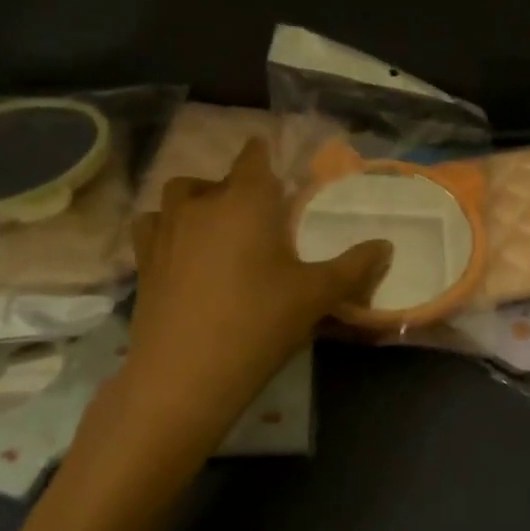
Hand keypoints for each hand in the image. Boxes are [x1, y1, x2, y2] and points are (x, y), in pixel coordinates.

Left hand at [119, 138, 389, 431]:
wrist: (184, 374)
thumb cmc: (259, 322)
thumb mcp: (317, 295)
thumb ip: (355, 266)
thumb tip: (387, 245)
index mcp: (247, 201)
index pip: (253, 157)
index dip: (264, 155)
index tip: (276, 170)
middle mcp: (202, 204)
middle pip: (215, 178)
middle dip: (235, 186)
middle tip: (258, 215)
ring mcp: (166, 231)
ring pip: (178, 196)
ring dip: (197, 201)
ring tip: (216, 227)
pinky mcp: (142, 262)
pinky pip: (152, 226)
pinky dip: (166, 228)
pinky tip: (181, 251)